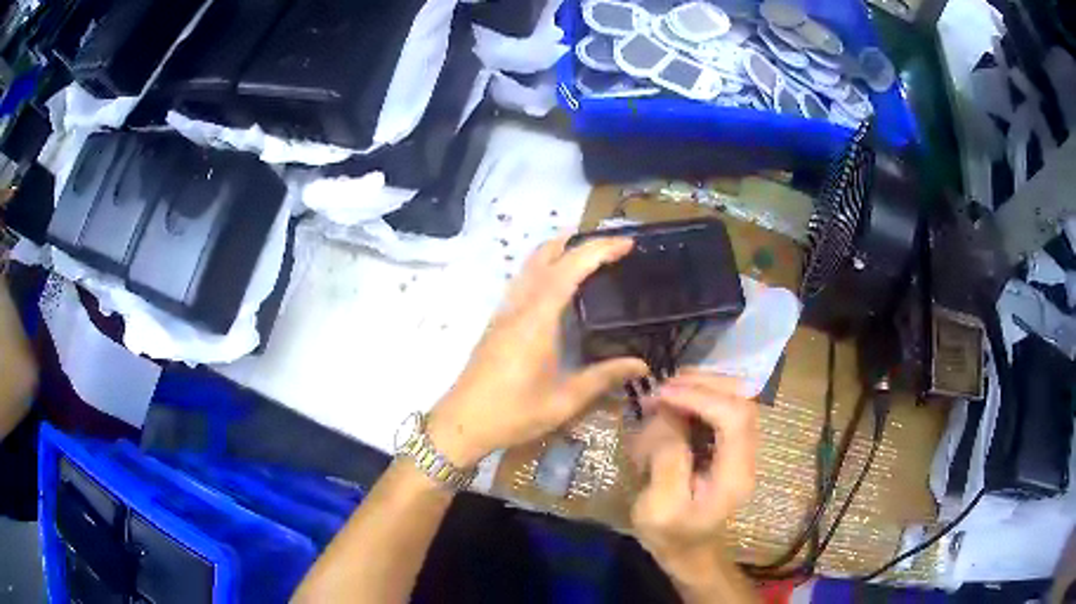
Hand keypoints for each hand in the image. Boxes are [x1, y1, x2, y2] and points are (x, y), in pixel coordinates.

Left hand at [427, 235, 648, 466]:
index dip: (599, 249)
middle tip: (611, 246)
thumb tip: (642, 365)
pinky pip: (524, 281)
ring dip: (559, 251)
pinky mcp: (498, 321)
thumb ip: (603, 378)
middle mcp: (519, 305)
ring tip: (590, 258)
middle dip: (578, 241)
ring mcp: (505, 311)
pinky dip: (546, 269)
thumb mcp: (564, 400)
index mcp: (537, 319)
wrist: (462, 422)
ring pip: (531, 265)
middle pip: (546, 254)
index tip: (626, 243)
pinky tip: (561, 288)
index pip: (570, 268)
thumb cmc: (513, 413)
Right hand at [629, 371, 757, 594]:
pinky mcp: (730, 445)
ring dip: (701, 386)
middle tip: (663, 388)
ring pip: (736, 397)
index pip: (735, 417)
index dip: (700, 397)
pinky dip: (700, 396)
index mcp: (735, 475)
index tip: (662, 395)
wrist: (690, 552)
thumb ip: (668, 460)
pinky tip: (675, 402)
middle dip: (702, 384)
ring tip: (666, 393)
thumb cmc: (672, 536)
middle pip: (742, 398)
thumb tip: (669, 416)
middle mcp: (747, 455)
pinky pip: (723, 406)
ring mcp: (742, 448)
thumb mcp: (658, 507)